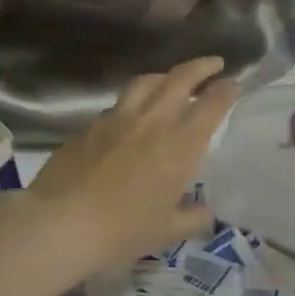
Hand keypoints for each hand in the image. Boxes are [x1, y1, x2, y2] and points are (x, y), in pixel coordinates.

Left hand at [26, 57, 239, 274]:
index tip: (233, 84)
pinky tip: (130, 115)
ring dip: (164, 76)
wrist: (61, 222)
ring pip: (145, 82)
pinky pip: (117, 105)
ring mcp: (116, 119)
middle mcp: (152, 122)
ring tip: (170, 80)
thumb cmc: (123, 231)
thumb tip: (205, 211)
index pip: (211, 105)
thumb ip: (191, 218)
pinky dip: (132, 101)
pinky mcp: (88, 126)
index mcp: (180, 146)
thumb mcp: (166, 232)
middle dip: (201, 66)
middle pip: (180, 79)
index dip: (226, 91)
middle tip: (213, 63)